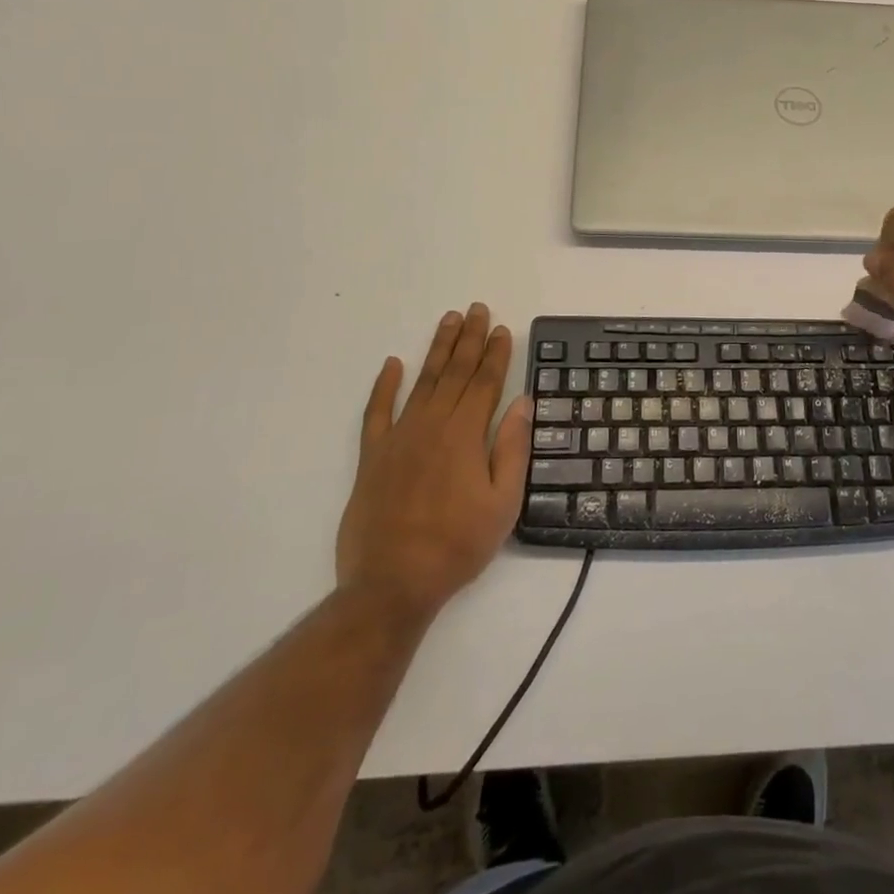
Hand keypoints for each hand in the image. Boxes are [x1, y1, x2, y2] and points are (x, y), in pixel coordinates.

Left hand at [334, 304, 531, 615]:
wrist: (391, 584)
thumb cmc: (457, 545)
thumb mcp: (503, 503)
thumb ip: (512, 448)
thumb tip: (522, 402)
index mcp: (466, 435)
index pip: (486, 383)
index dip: (496, 354)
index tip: (503, 329)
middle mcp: (433, 425)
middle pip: (456, 373)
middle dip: (470, 339)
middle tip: (477, 310)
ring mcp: (399, 438)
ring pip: (423, 382)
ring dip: (437, 349)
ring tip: (448, 321)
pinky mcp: (372, 456)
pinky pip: (376, 412)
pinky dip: (384, 386)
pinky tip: (392, 364)